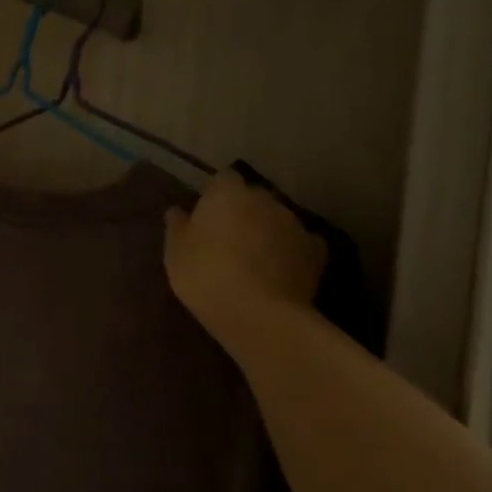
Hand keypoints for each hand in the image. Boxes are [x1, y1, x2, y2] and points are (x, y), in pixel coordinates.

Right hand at [164, 170, 326, 339]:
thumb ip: (177, 226)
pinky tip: (280, 271)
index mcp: (228, 194)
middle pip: (253, 197)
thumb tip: (177, 211)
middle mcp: (264, 200)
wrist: (258, 313)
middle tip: (227, 238)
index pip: (223, 179)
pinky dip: (290, 252)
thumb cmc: (205, 274)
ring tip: (253, 258)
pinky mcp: (316, 251)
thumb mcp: (175, 252)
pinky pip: (299, 244)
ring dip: (266, 231)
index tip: (205, 215)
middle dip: (243, 212)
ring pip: (277, 219)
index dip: (215, 195)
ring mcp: (294, 224)